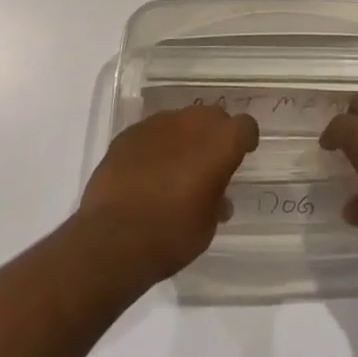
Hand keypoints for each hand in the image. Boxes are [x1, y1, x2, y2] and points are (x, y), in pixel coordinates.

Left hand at [76, 105, 259, 283]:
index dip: (245, 139)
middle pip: (212, 116)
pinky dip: (156, 146)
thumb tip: (216, 196)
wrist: (112, 240)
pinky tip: (146, 173)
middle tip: (208, 163)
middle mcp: (191, 123)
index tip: (242, 155)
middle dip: (214, 135)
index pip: (245, 125)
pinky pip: (152, 133)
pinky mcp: (129, 133)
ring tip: (174, 169)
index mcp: (220, 143)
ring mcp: (157, 124)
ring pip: (180, 121)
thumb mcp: (207, 226)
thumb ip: (216, 200)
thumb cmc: (171, 236)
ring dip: (184, 138)